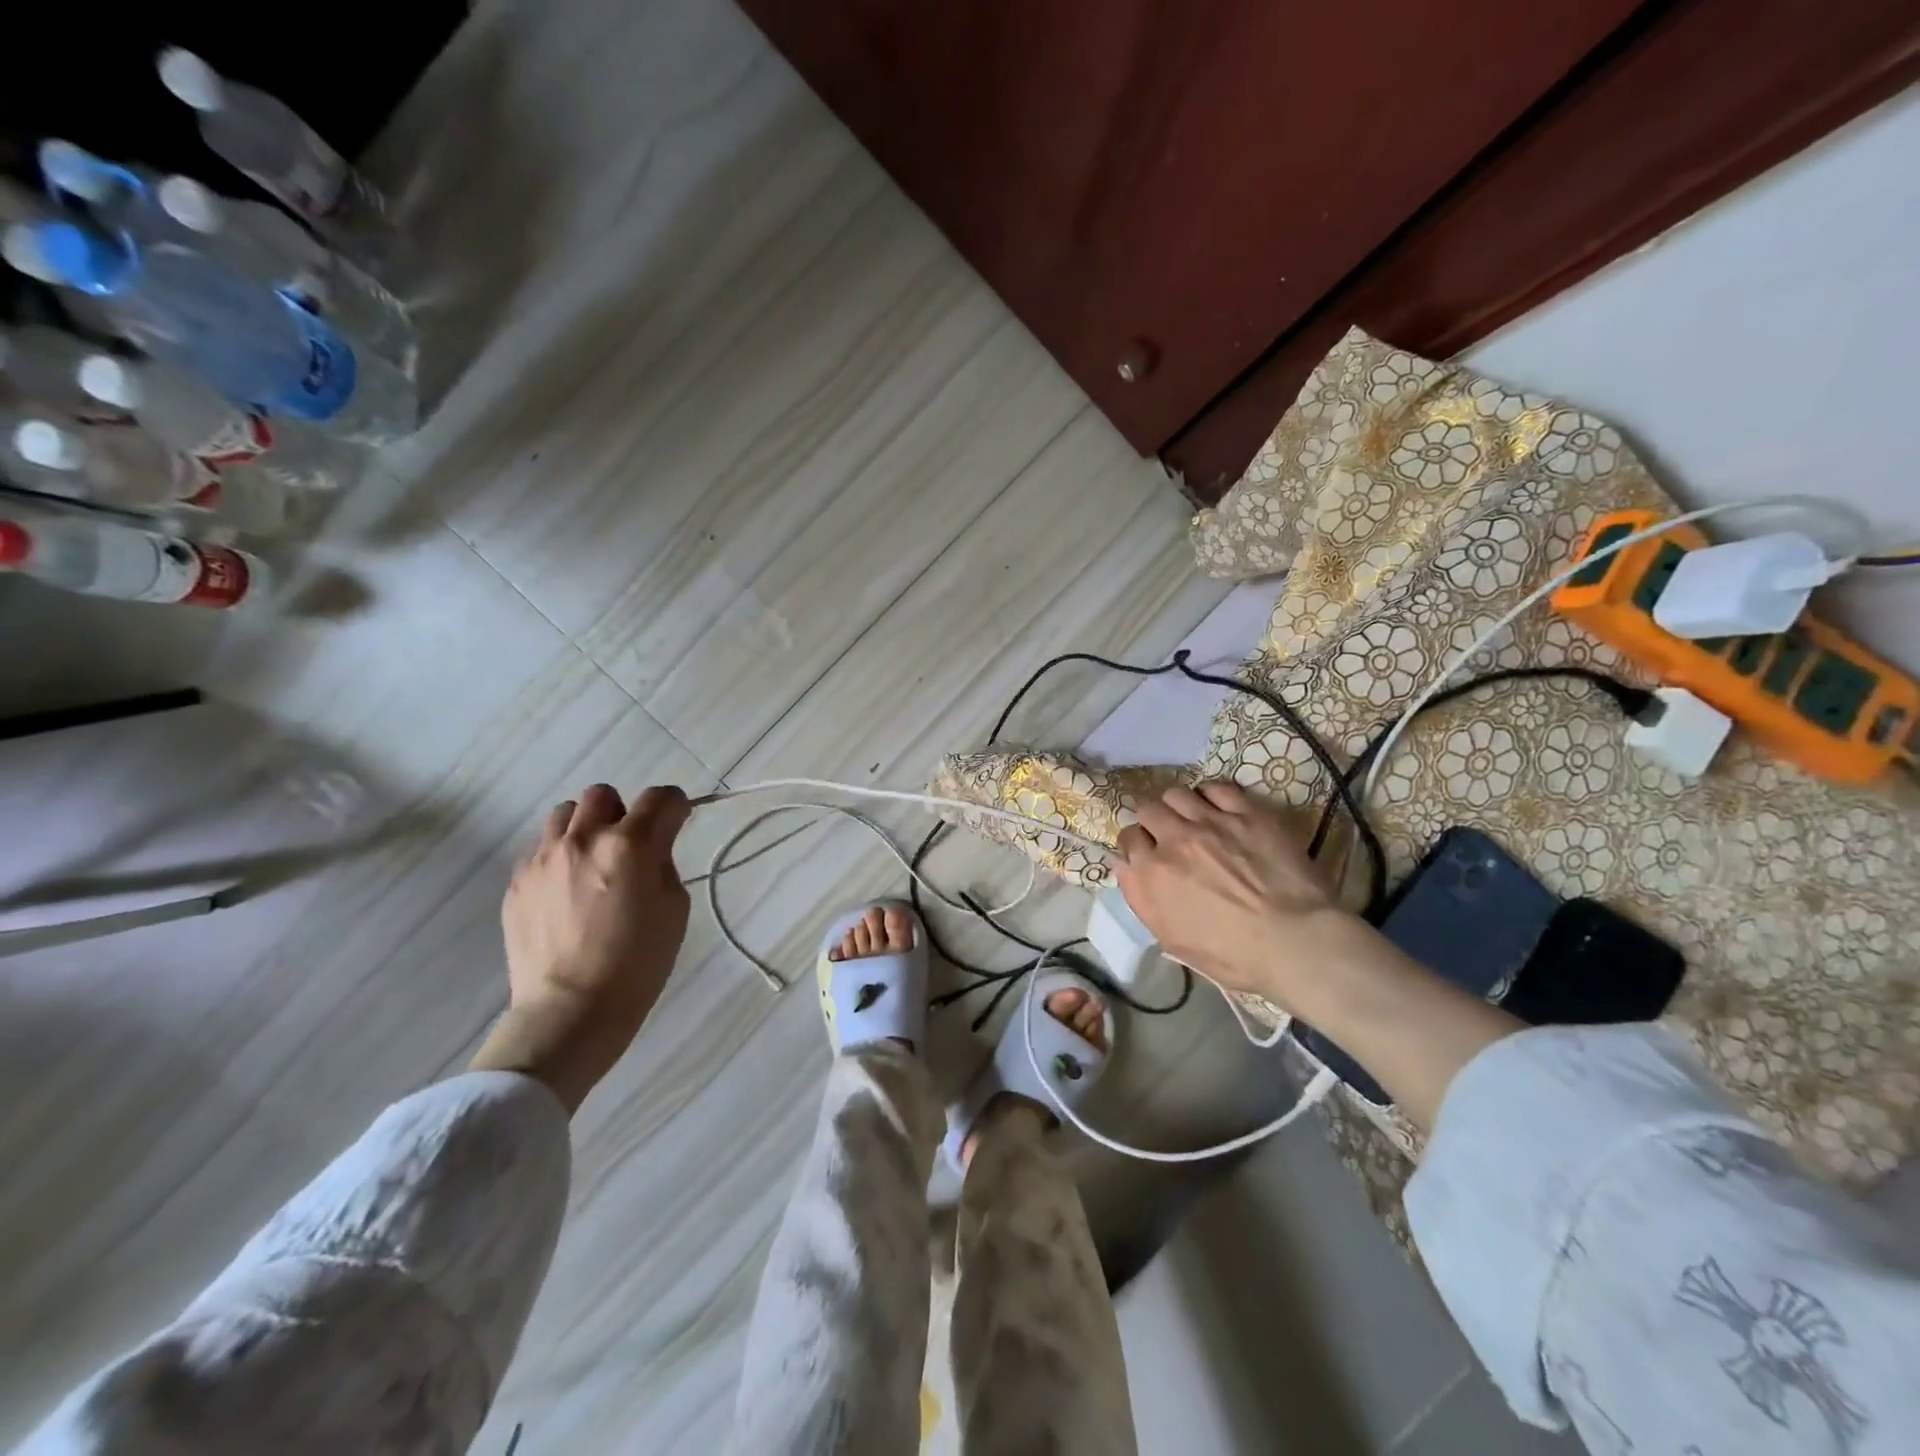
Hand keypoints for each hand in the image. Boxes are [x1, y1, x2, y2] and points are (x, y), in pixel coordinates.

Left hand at [474, 783, 691, 1111]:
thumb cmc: (638, 963)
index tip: (678, 822)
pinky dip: (560, 856)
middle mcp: (583, 839)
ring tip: (593, 861)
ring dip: (586, 827)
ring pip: (565, 813)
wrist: (570, 1011)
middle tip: (630, 846)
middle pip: (603, 795)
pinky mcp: (517, 882)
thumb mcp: (674, 908)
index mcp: (630, 845)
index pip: (661, 798)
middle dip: (623, 812)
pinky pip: (541, 848)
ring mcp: (543, 858)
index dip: (676, 806)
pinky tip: (567, 890)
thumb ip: (663, 864)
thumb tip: (650, 849)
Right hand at [1114, 780, 1358, 1008]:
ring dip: (1179, 806)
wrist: (1294, 942)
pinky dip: (1211, 796)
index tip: (1149, 854)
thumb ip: (1140, 897)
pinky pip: (1216, 788)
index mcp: (1150, 873)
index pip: (1128, 839)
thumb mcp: (1171, 938)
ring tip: (1193, 819)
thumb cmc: (1231, 954)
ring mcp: (1210, 821)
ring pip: (1176, 793)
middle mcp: (1172, 839)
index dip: (1138, 846)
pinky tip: (1220, 809)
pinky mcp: (1246, 812)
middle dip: (1154, 821)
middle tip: (1169, 835)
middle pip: (1147, 809)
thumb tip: (1125, 866)